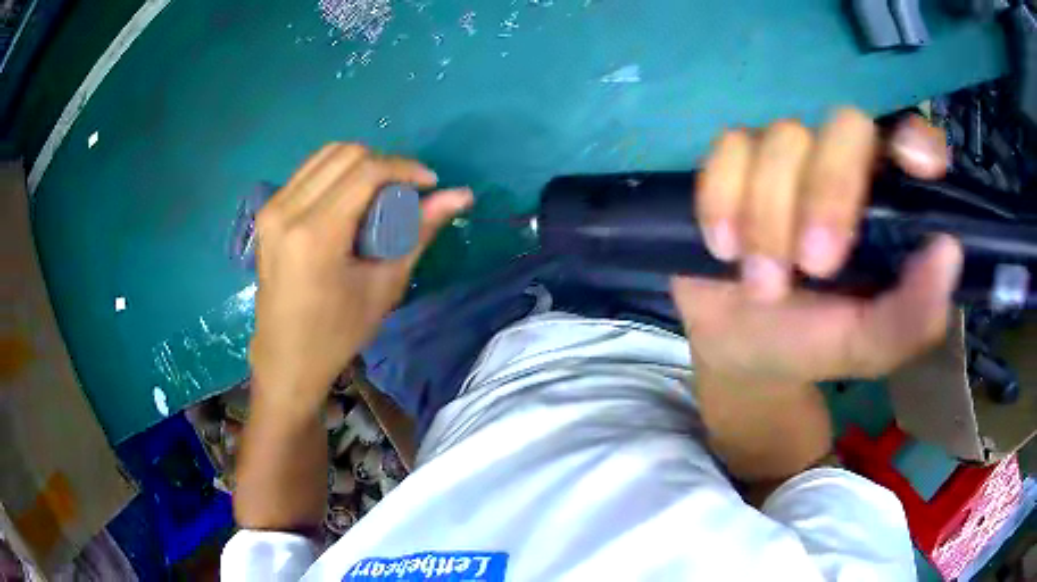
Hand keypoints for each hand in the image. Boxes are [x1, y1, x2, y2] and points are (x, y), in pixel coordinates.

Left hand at [248, 144, 471, 410]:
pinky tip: (350, 199)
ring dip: (360, 164)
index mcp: (316, 234)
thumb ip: (419, 230)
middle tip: (404, 192)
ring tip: (380, 193)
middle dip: (384, 163)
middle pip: (345, 154)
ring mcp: (272, 208)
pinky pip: (309, 171)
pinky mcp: (267, 211)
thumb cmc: (338, 333)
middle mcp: (287, 210)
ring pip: (325, 154)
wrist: (286, 358)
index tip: (429, 184)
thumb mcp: (385, 285)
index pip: (366, 171)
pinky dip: (337, 173)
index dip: (404, 168)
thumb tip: (462, 195)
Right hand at [672, 110, 962, 386]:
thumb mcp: (867, 347)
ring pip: (783, 139)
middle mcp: (843, 164)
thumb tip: (948, 252)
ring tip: (763, 284)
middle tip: (813, 266)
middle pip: (846, 126)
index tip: (914, 165)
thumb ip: (911, 316)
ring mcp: (787, 155)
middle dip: (828, 193)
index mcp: (888, 204)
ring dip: (769, 219)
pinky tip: (724, 248)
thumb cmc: (812, 343)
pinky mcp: (733, 160)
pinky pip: (728, 149)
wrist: (738, 349)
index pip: (910, 139)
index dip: (914, 139)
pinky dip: (723, 200)